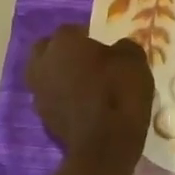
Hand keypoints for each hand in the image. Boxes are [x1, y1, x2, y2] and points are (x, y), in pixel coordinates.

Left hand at [26, 26, 153, 156]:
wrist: (105, 144)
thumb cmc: (119, 92)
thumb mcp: (134, 60)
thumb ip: (124, 48)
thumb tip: (118, 49)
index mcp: (63, 44)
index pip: (71, 30)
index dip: (87, 36)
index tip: (104, 46)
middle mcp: (43, 64)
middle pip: (47, 50)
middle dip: (63, 52)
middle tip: (87, 60)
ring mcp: (39, 93)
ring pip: (46, 75)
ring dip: (60, 76)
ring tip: (85, 83)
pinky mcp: (43, 118)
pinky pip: (52, 99)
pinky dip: (64, 98)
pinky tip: (84, 104)